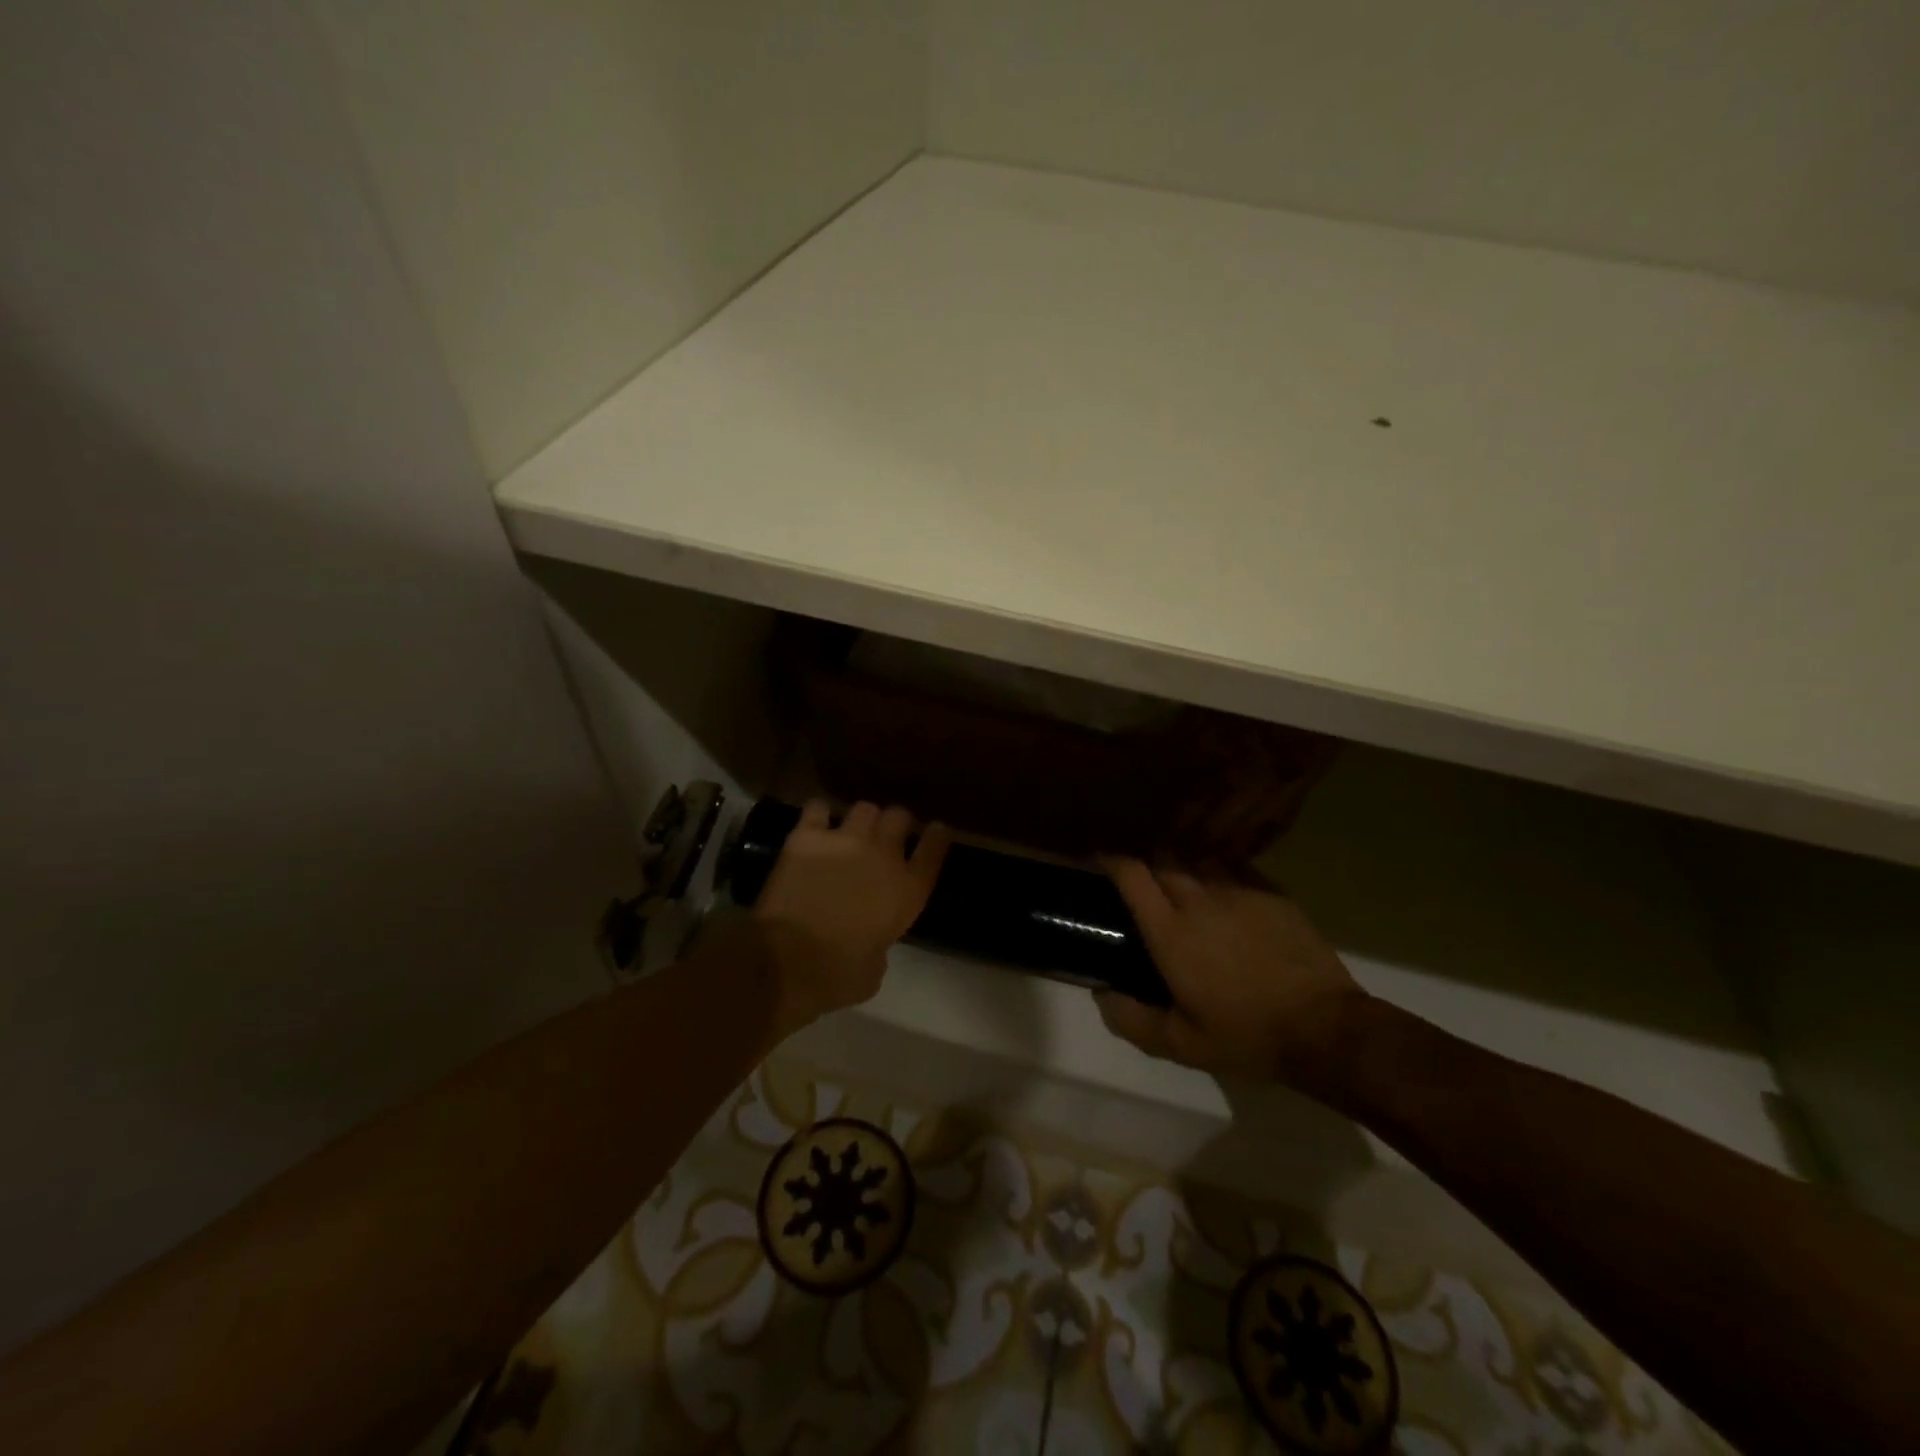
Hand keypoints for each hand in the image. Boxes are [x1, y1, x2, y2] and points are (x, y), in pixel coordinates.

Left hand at [753, 800, 949, 1033]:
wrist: (787, 961)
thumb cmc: (837, 976)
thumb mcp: (875, 969)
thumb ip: (881, 944)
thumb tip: (870, 942)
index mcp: (908, 891)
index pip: (934, 848)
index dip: (936, 836)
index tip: (935, 831)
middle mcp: (883, 856)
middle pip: (900, 816)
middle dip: (896, 822)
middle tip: (886, 833)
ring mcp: (845, 840)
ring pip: (864, 808)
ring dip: (861, 819)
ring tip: (851, 830)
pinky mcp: (807, 836)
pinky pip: (817, 808)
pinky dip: (818, 815)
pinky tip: (815, 825)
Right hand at [1095, 859, 1369, 1095]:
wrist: (1324, 1028)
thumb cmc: (1246, 1035)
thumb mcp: (1181, 1045)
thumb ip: (1132, 1019)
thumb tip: (1101, 993)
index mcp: (1170, 931)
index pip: (1131, 874)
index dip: (1111, 859)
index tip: (1099, 859)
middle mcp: (1199, 899)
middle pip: (1162, 857)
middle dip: (1146, 859)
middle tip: (1140, 876)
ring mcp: (1238, 890)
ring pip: (1198, 857)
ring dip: (1182, 862)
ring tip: (1180, 877)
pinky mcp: (1271, 892)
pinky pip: (1235, 866)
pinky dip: (1219, 870)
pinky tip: (1222, 888)